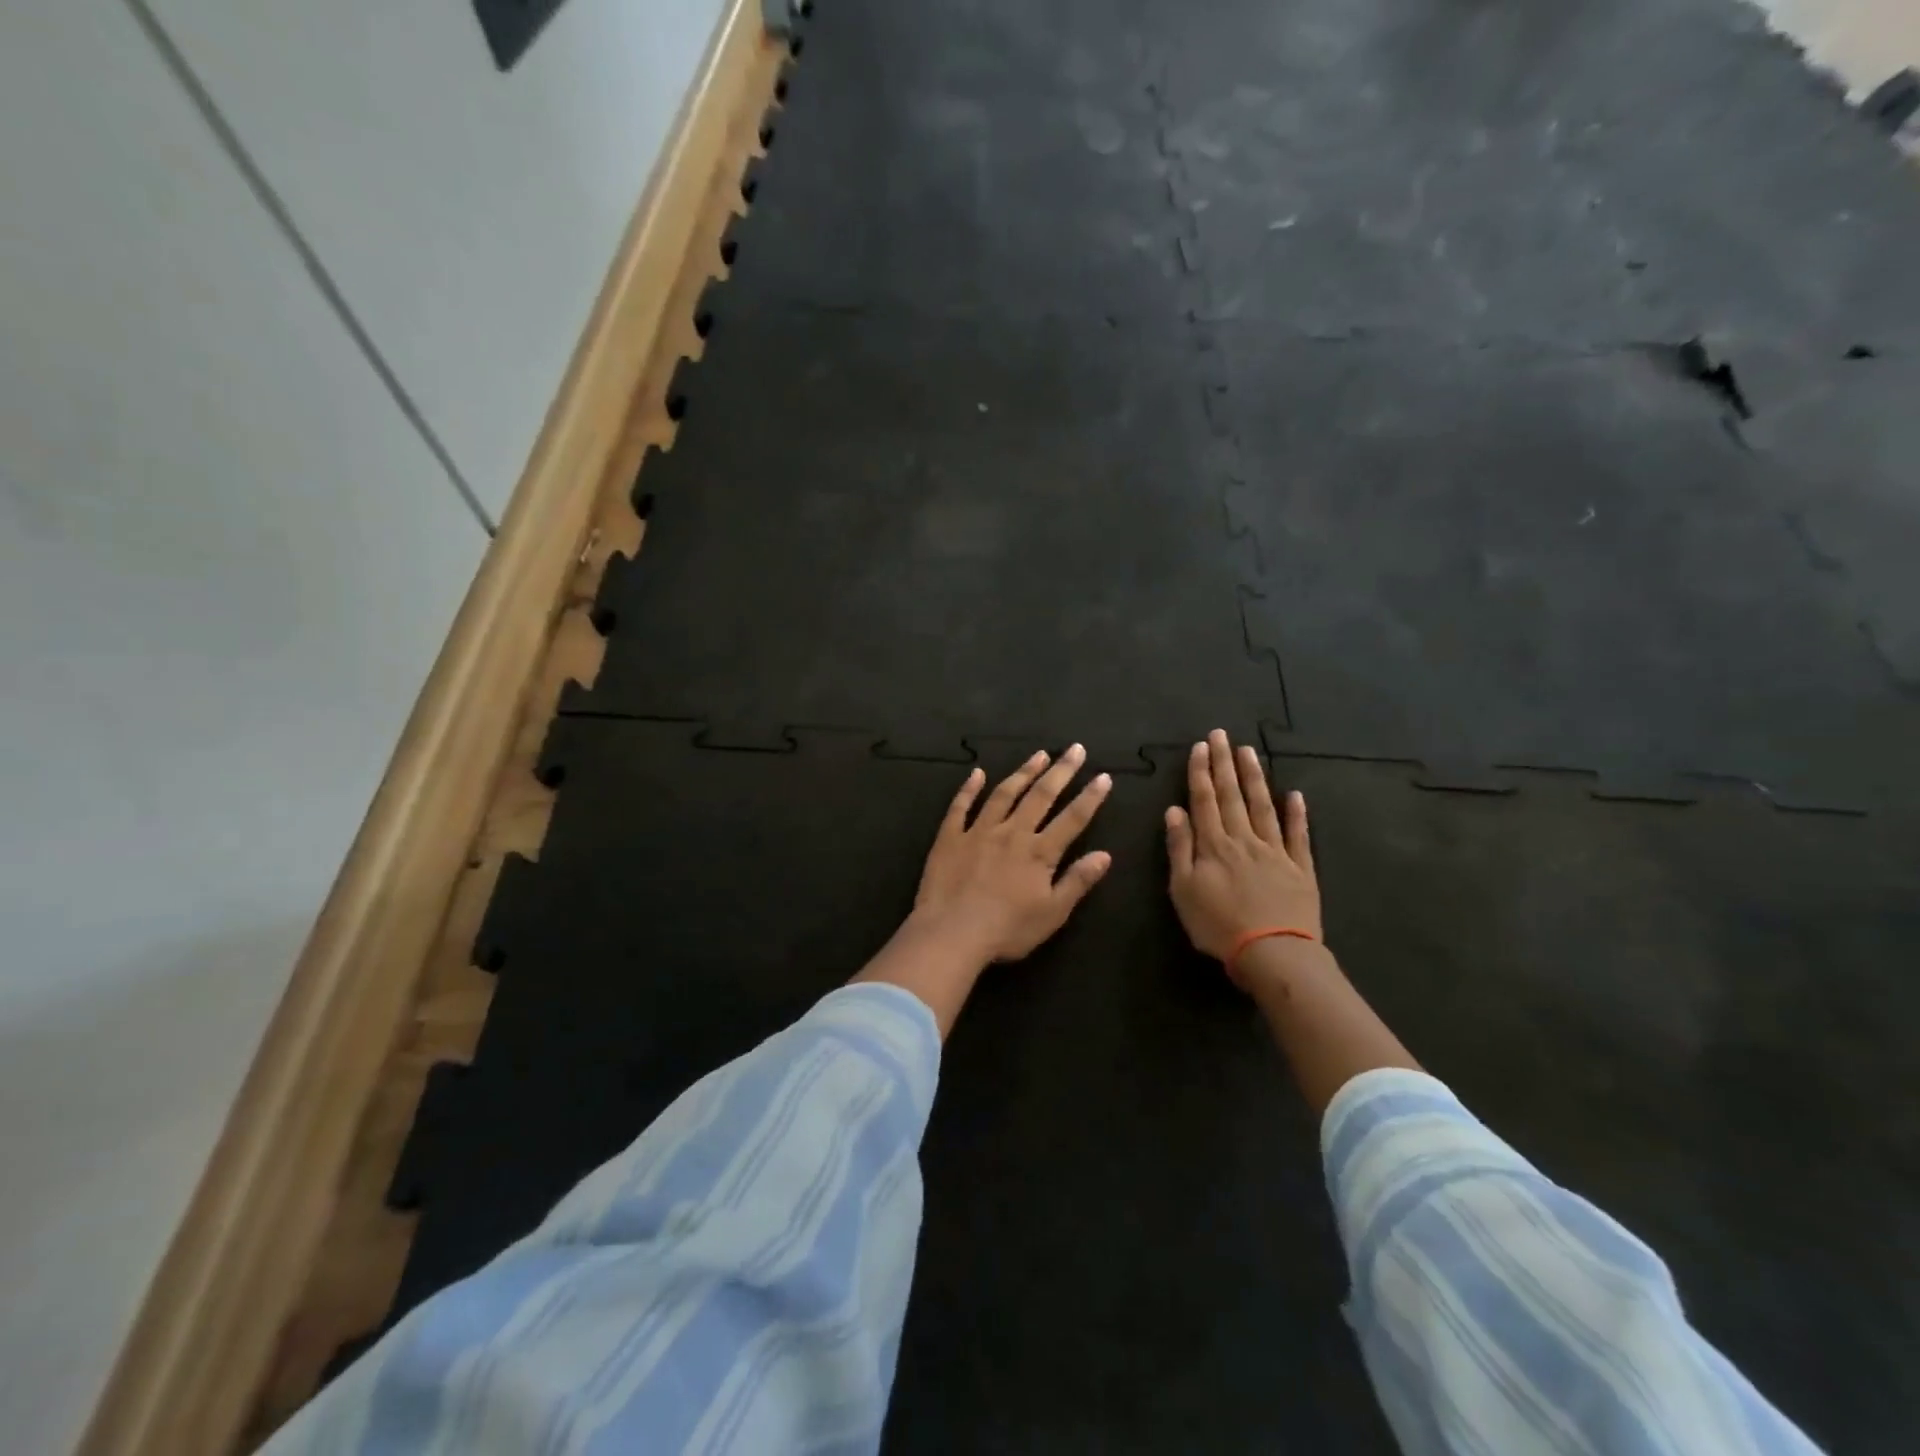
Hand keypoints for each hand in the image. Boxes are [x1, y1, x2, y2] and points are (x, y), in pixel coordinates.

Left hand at [911, 745, 1114, 964]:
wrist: (951, 934)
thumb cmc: (1007, 930)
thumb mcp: (1052, 913)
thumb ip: (1077, 881)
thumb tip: (1105, 854)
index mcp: (1039, 852)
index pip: (1072, 818)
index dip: (1090, 797)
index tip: (1103, 776)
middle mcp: (1012, 832)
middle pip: (1041, 796)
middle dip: (1061, 771)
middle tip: (1075, 749)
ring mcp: (979, 831)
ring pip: (1004, 793)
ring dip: (1023, 772)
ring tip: (1039, 755)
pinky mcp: (950, 837)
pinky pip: (960, 806)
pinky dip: (969, 788)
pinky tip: (977, 773)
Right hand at [1166, 730, 1320, 986]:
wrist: (1273, 953)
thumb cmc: (1218, 925)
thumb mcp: (1183, 890)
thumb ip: (1179, 848)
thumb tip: (1174, 810)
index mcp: (1214, 845)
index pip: (1204, 800)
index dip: (1201, 772)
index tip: (1200, 746)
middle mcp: (1244, 839)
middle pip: (1232, 795)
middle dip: (1225, 763)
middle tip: (1222, 735)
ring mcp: (1275, 851)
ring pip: (1263, 806)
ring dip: (1255, 777)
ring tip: (1249, 751)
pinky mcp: (1300, 868)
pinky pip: (1298, 835)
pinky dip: (1297, 814)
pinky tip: (1295, 794)